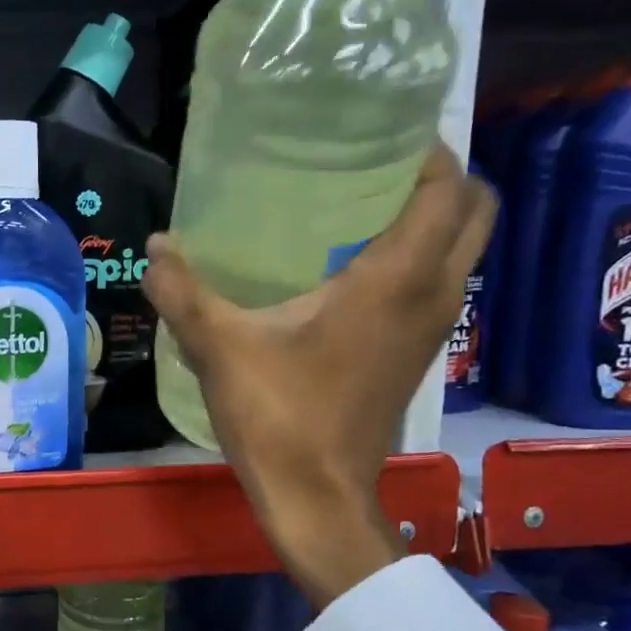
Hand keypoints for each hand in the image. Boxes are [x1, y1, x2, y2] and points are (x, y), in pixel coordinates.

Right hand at [144, 145, 495, 609]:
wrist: (316, 497)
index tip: (382, 132)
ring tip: (359, 207)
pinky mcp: (415, 355)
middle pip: (473, 212)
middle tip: (375, 166)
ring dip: (431, 219)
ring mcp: (432, 329)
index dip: (428, 150)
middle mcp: (432, 295)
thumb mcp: (220, 348)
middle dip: (440, 178)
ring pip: (460, 251)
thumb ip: (183, 292)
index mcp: (396, 280)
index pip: (448, 189)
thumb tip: (156, 245)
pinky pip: (436, 284)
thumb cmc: (279, 416)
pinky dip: (416, 259)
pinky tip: (348, 269)